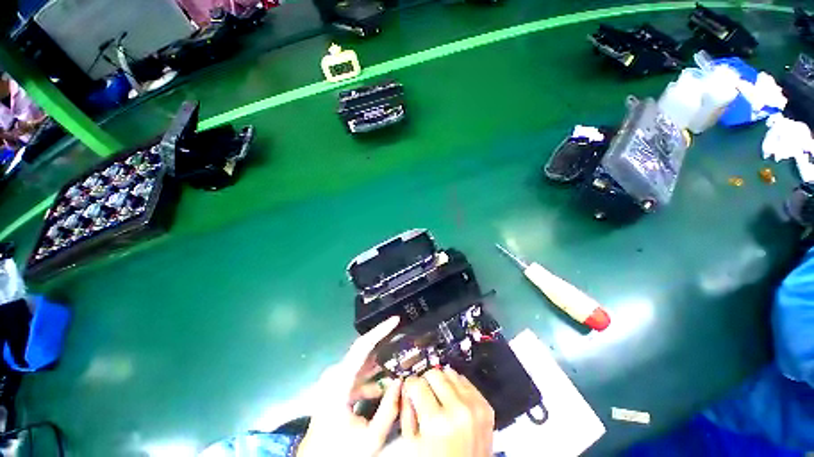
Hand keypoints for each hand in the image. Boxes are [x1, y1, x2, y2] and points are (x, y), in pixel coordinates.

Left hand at [297, 316, 401, 456]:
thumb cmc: (340, 451)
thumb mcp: (371, 438)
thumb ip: (389, 409)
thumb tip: (401, 381)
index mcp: (340, 382)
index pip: (362, 346)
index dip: (380, 330)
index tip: (395, 320)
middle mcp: (335, 375)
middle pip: (362, 351)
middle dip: (383, 343)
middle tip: (402, 336)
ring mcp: (334, 381)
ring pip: (361, 363)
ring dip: (379, 362)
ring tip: (398, 358)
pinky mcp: (335, 387)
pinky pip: (357, 375)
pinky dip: (371, 377)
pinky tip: (383, 386)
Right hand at [401, 368, 494, 456]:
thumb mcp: (413, 444)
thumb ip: (406, 412)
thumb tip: (405, 387)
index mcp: (437, 422)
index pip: (417, 383)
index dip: (410, 385)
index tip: (410, 388)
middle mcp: (458, 410)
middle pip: (434, 373)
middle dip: (425, 381)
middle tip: (424, 394)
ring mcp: (474, 407)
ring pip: (450, 373)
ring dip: (442, 382)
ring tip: (439, 399)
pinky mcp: (485, 406)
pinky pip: (465, 381)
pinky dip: (456, 387)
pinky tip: (452, 401)